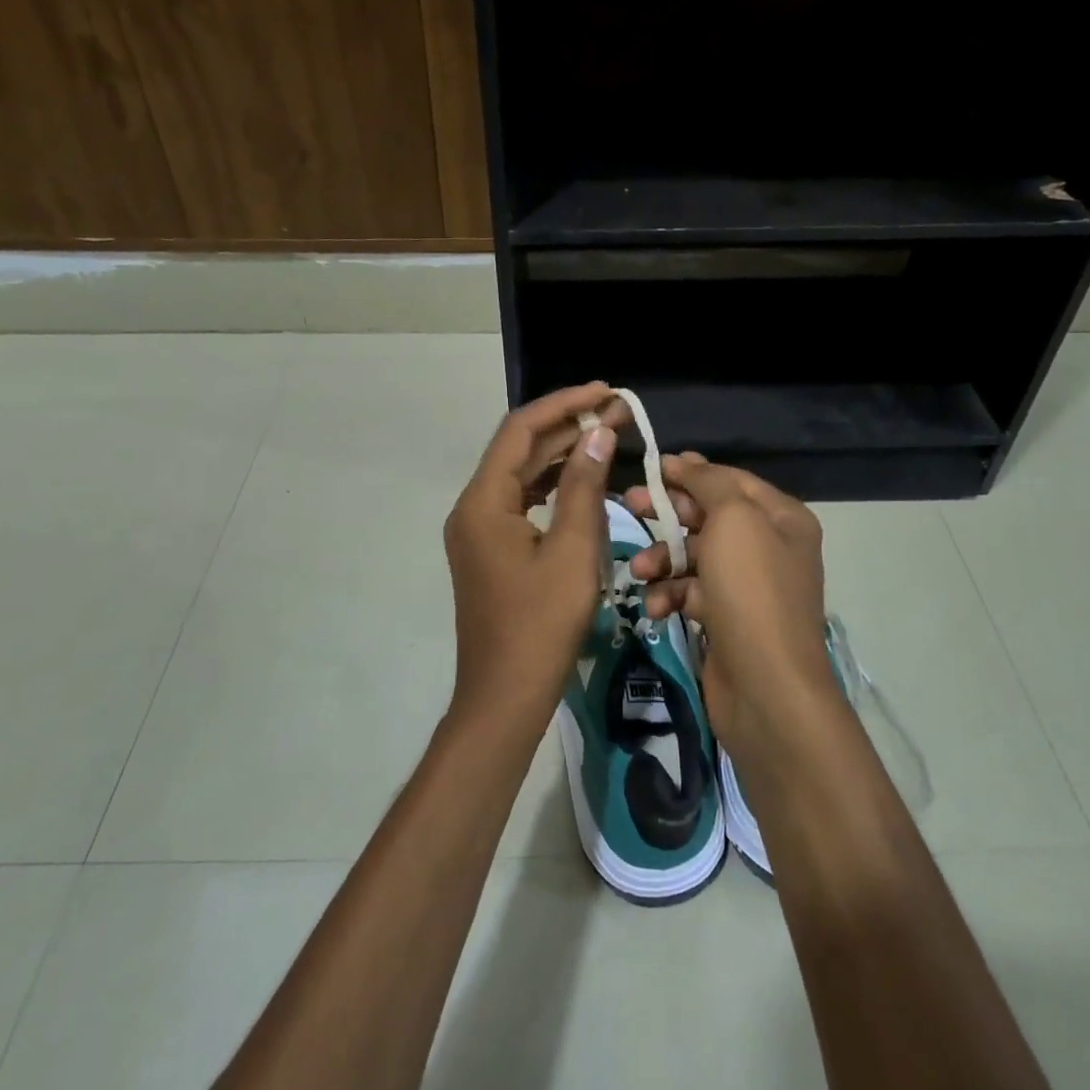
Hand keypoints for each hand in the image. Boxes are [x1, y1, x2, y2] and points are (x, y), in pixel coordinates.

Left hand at [443, 383, 622, 737]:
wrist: (505, 697)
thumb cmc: (541, 626)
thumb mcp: (573, 552)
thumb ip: (584, 487)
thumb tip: (597, 433)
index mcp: (483, 502)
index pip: (520, 431)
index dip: (563, 405)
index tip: (605, 392)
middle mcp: (473, 507)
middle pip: (519, 450)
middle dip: (566, 427)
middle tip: (616, 412)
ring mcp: (478, 530)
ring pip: (521, 475)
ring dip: (561, 454)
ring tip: (607, 436)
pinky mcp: (490, 549)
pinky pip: (521, 502)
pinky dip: (552, 486)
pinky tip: (584, 479)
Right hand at [623, 453, 838, 754]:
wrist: (766, 688)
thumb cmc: (751, 590)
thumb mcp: (734, 520)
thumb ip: (709, 483)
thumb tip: (685, 462)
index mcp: (781, 518)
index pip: (731, 480)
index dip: (691, 471)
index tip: (651, 468)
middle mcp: (768, 547)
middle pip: (709, 515)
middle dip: (668, 512)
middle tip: (628, 503)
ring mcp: (747, 586)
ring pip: (694, 556)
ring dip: (662, 559)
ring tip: (639, 571)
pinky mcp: (725, 618)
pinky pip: (691, 592)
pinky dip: (670, 595)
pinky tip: (654, 607)